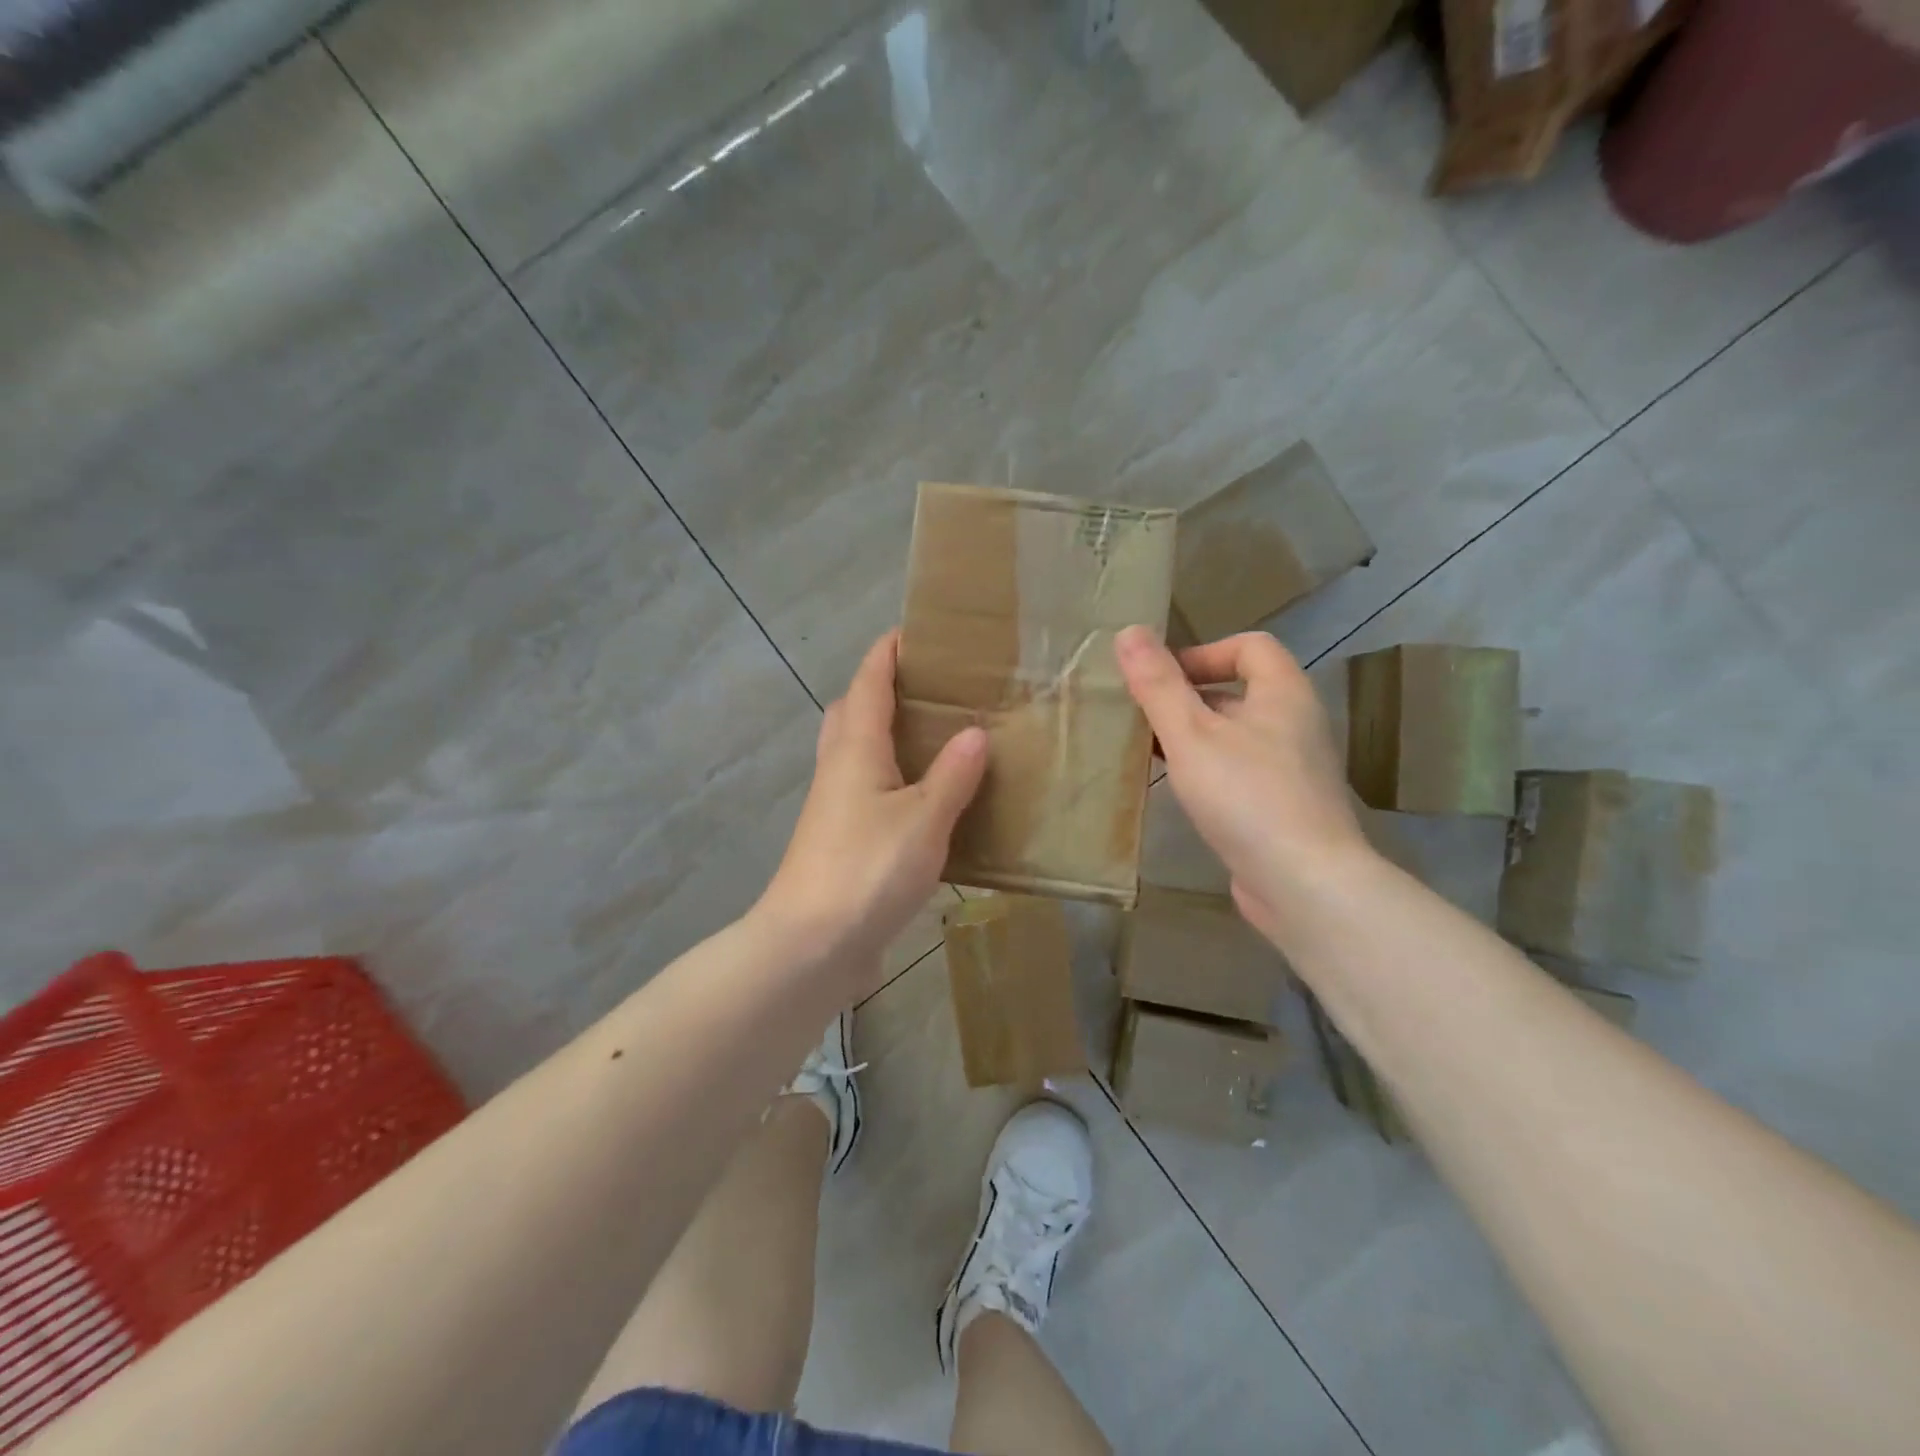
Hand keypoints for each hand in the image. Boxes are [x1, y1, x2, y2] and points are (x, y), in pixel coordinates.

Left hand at [755, 631, 986, 991]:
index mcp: (856, 749)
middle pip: (853, 711)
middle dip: (882, 688)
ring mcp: (835, 807)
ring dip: (887, 734)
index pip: (869, 682)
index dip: (888, 651)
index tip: (914, 630)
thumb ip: (952, 775)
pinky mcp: (840, 840)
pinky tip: (928, 800)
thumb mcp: (924, 819)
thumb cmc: (867, 870)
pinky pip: (867, 791)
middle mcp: (839, 769)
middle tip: (931, 687)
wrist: (811, 945)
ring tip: (937, 737)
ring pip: (857, 752)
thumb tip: (974, 732)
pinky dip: (893, 779)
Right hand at [1115, 626, 1372, 942]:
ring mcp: (1292, 769)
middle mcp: (1295, 724)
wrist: (1304, 883)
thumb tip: (1128, 632)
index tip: (1162, 680)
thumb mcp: (1191, 734)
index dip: (1202, 652)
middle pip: (1237, 691)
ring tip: (1147, 753)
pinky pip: (1239, 772)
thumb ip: (1159, 684)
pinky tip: (1177, 792)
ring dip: (1192, 737)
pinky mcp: (1282, 807)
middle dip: (1186, 699)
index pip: (1248, 646)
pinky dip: (1206, 771)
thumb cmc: (1246, 795)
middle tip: (1141, 717)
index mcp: (1283, 694)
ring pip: (1234, 736)